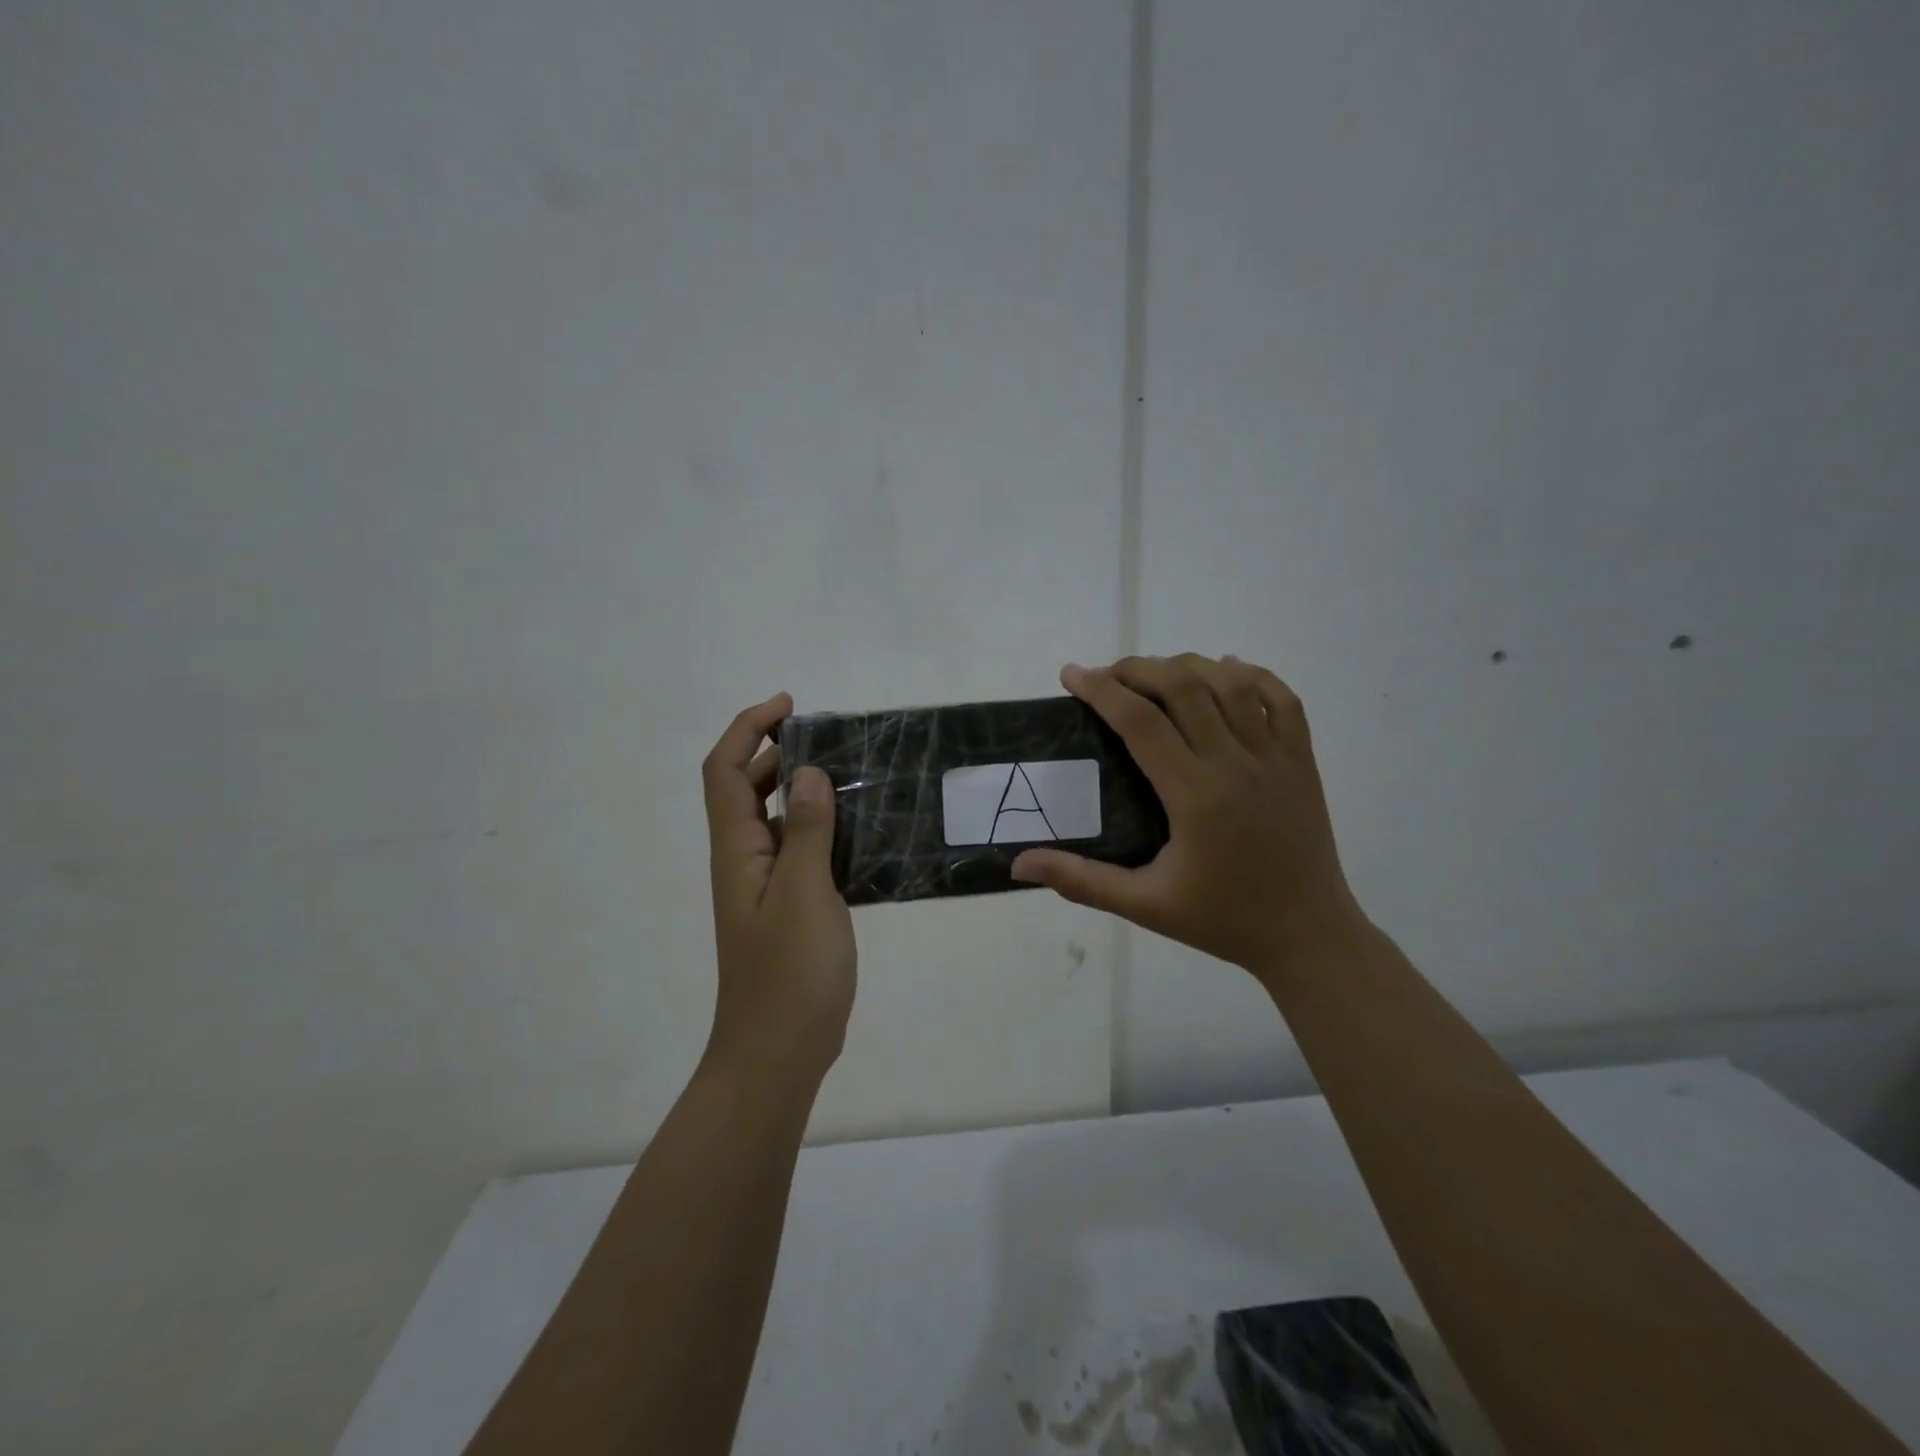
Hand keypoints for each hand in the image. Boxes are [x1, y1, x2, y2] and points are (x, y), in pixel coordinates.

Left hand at [701, 692, 855, 1085]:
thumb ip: (805, 831)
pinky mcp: (790, 909)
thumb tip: (808, 773)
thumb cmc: (788, 973)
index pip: (727, 771)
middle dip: (779, 751)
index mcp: (737, 850)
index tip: (790, 706)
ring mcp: (766, 887)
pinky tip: (862, 832)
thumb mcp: (803, 894)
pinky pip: (801, 851)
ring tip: (853, 775)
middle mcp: (744, 861)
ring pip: (777, 820)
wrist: (778, 1053)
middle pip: (747, 788)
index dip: (749, 728)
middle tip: (832, 737)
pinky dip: (823, 829)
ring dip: (803, 789)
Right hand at [1011, 654, 1366, 981]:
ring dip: (1187, 666)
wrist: (1308, 936)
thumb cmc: (1223, 920)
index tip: (1071, 675)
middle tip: (1106, 675)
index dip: (1101, 690)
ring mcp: (1276, 758)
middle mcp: (1236, 764)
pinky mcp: (1303, 761)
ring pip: (1230, 684)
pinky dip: (1252, 675)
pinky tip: (1227, 670)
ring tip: (1155, 673)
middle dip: (1137, 668)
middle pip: (1183, 687)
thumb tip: (1018, 864)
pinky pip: (1283, 699)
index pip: (1140, 722)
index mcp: (1195, 796)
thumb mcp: (1145, 906)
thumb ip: (1081, 880)